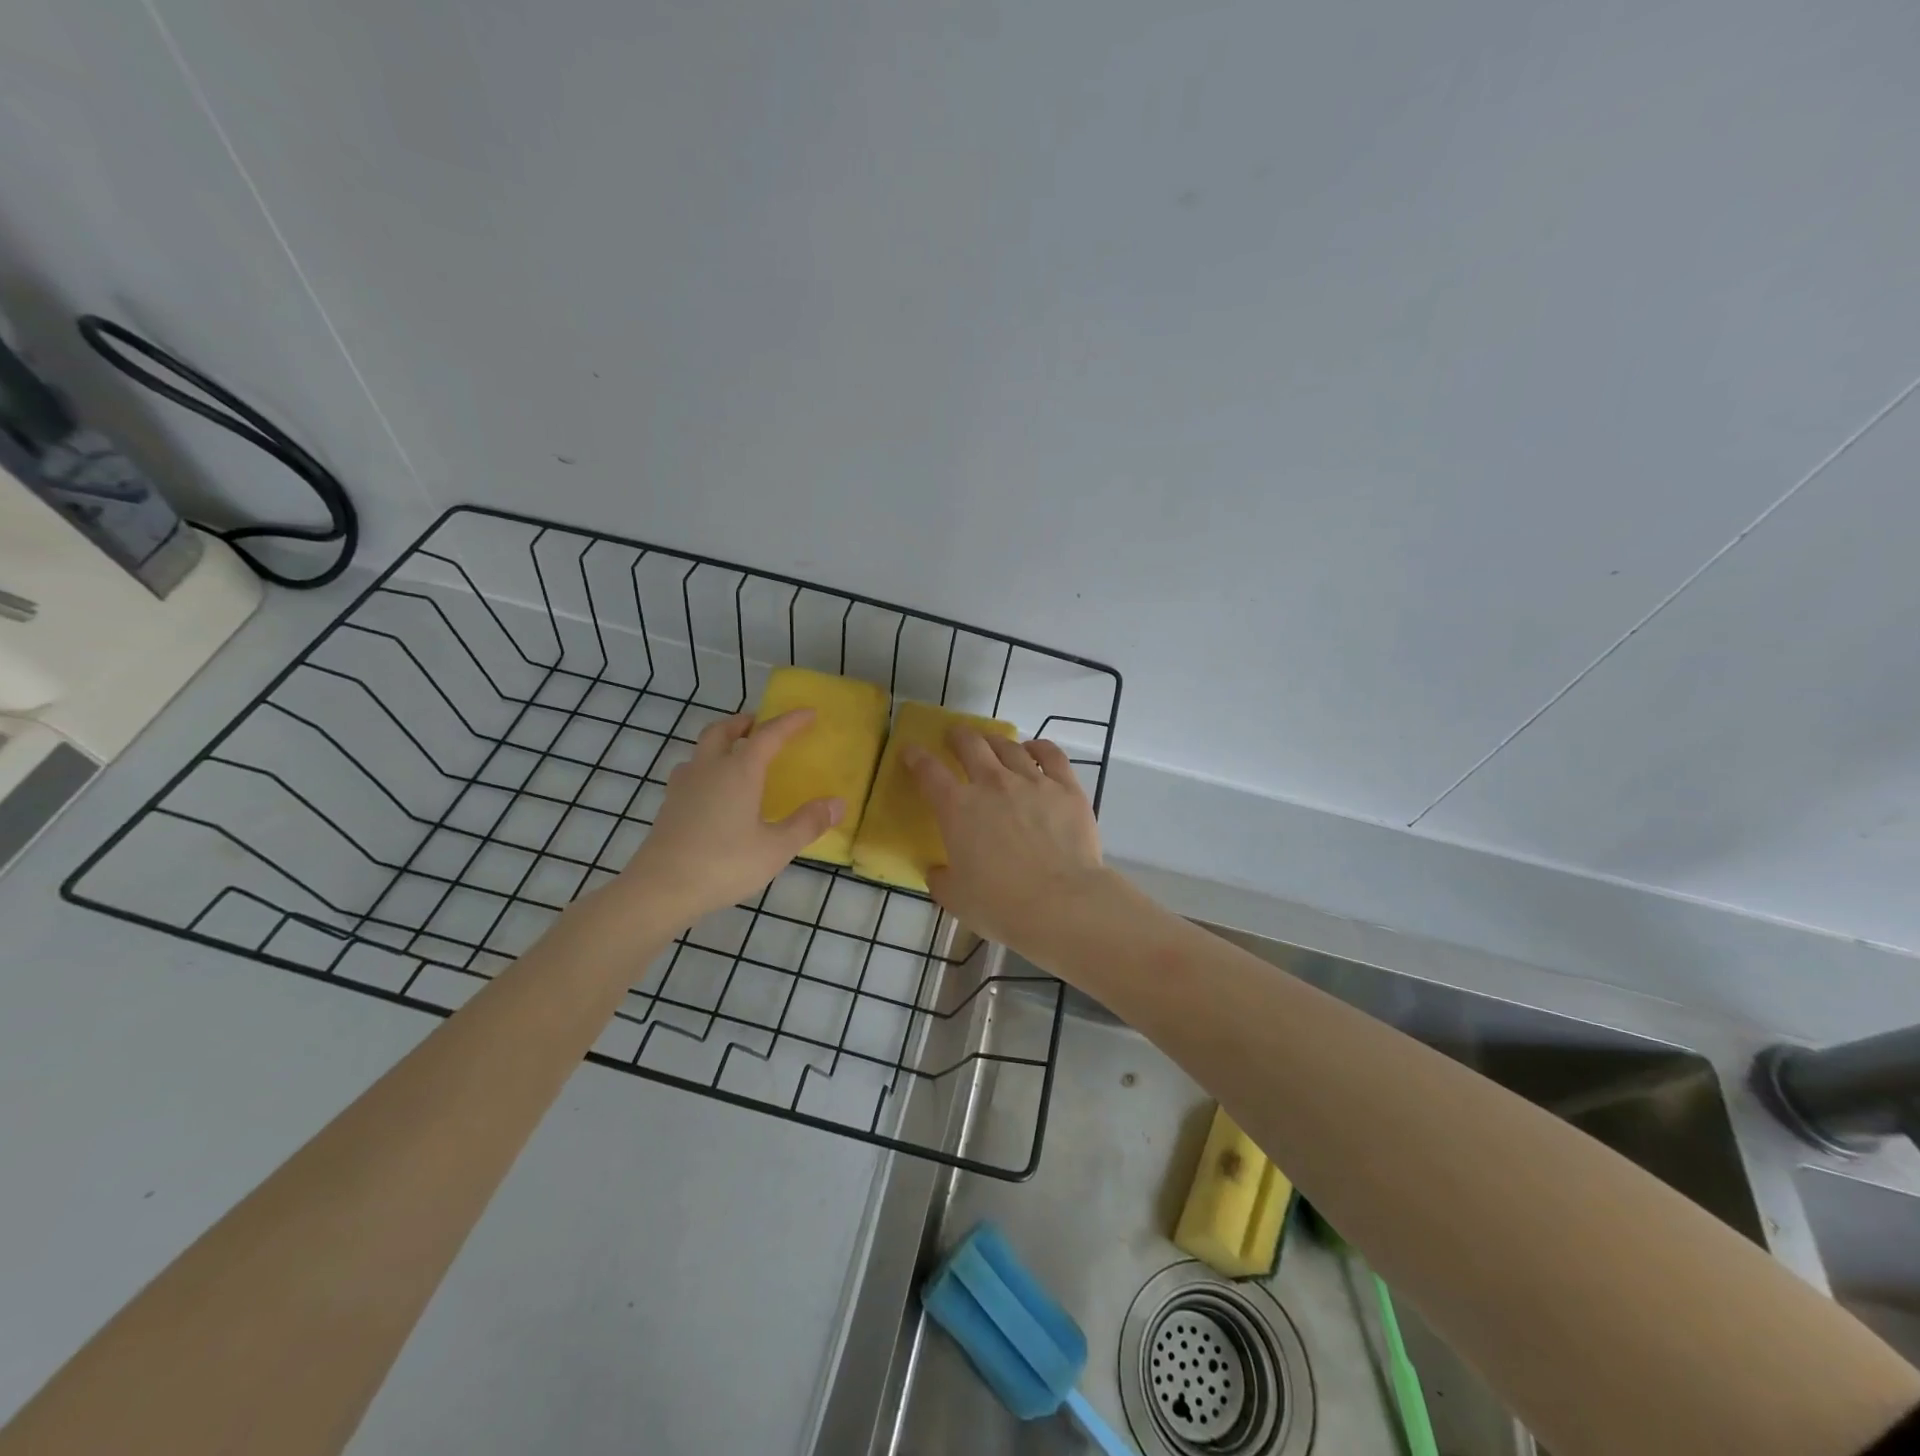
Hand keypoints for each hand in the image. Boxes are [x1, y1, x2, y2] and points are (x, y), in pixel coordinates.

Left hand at [617, 710, 841, 926]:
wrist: (660, 889)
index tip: (808, 713)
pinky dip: (706, 768)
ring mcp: (683, 787)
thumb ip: (807, 823)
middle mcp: (709, 769)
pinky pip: (690, 773)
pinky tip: (713, 792)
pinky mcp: (668, 806)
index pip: (768, 735)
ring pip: (701, 750)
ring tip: (736, 757)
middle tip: (760, 725)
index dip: (790, 721)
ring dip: (720, 743)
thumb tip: (838, 803)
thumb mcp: (776, 848)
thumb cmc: (724, 864)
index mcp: (739, 771)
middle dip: (744, 722)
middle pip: (722, 730)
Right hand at [903, 729, 1108, 951]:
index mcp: (957, 808)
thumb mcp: (956, 898)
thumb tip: (937, 870)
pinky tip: (1035, 750)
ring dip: (995, 741)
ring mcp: (1032, 781)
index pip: (929, 772)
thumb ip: (941, 879)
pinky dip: (1039, 747)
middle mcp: (992, 784)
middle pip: (970, 744)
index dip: (916, 758)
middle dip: (958, 736)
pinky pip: (1051, 755)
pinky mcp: (1066, 788)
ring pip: (1009, 746)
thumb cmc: (1001, 905)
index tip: (911, 752)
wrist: (1061, 904)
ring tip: (993, 743)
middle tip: (955, 737)